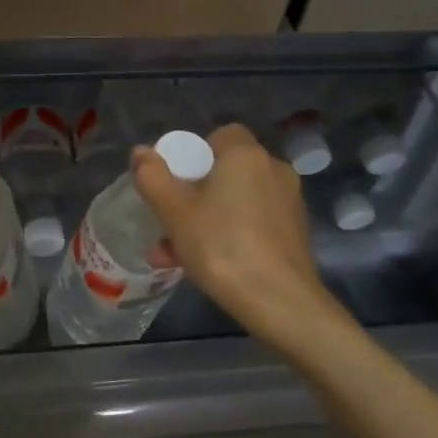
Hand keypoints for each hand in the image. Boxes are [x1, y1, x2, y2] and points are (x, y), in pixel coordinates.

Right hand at [133, 124, 334, 339]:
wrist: (279, 301)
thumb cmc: (221, 246)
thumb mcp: (174, 212)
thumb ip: (153, 177)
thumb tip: (141, 152)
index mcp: (246, 155)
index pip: (221, 135)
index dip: (194, 154)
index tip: (176, 182)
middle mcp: (273, 170)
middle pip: (225, 172)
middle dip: (192, 197)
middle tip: (168, 225)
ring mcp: (289, 203)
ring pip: (236, 202)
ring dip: (205, 221)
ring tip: (174, 256)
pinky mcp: (296, 233)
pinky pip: (253, 223)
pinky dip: (230, 236)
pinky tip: (207, 266)